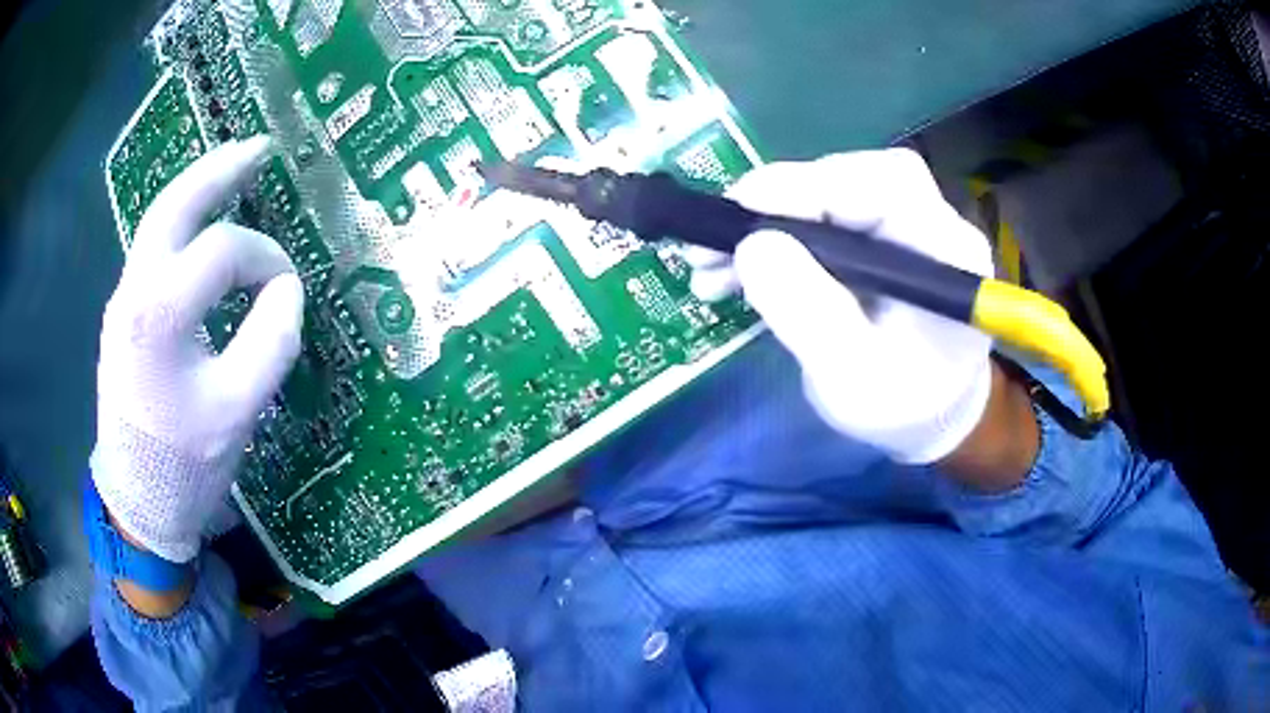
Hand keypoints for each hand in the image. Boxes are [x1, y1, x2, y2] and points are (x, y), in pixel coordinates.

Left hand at [91, 137, 303, 562]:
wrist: (138, 502)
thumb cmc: (186, 464)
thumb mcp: (239, 411)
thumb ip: (271, 340)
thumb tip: (285, 290)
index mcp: (159, 312)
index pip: (225, 252)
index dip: (267, 259)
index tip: (290, 291)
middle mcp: (133, 290)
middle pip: (176, 203)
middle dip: (221, 169)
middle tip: (261, 147)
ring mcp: (123, 299)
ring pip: (159, 219)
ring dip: (199, 187)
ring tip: (236, 167)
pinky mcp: (124, 314)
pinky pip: (154, 248)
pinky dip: (183, 222)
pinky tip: (203, 224)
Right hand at [686, 149, 994, 463]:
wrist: (925, 419)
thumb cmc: (901, 408)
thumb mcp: (854, 379)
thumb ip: (811, 315)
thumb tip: (754, 246)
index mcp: (946, 253)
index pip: (888, 186)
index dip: (815, 185)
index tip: (746, 204)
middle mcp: (928, 223)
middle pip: (850, 180)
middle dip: (778, 202)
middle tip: (717, 238)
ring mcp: (897, 226)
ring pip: (825, 196)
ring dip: (762, 223)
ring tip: (710, 265)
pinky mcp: (870, 237)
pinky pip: (815, 219)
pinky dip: (768, 239)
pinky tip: (730, 270)